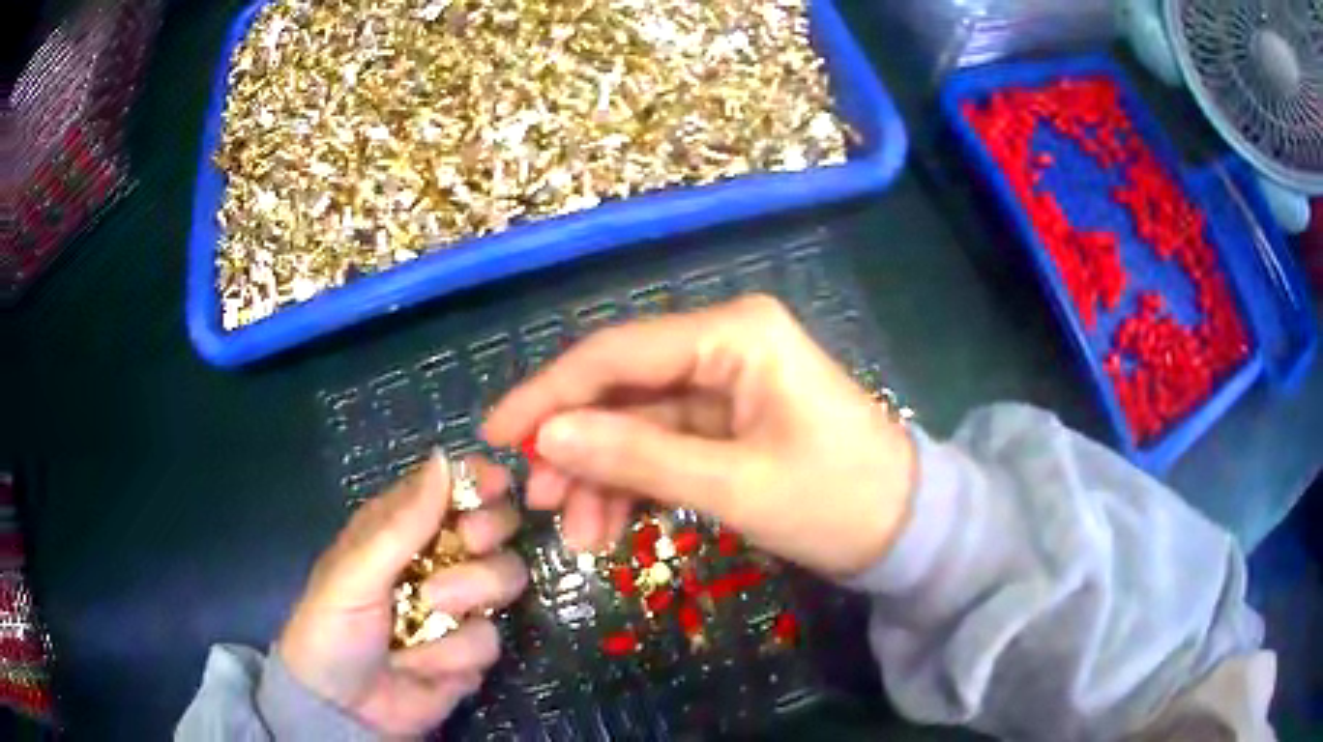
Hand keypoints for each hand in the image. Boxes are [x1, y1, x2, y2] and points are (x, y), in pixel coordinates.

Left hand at [277, 453, 527, 736]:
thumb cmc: (332, 627)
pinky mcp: (472, 652)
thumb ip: (402, 523)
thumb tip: (444, 457)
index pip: (450, 487)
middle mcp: (437, 561)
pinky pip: (490, 638)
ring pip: (503, 579)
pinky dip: (455, 654)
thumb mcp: (356, 572)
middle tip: (467, 543)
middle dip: (486, 533)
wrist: (342, 708)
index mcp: (400, 530)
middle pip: (493, 526)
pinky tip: (420, 665)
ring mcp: (460, 607)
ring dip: (467, 596)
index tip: (498, 484)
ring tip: (428, 613)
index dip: (478, 480)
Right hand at [484, 295, 915, 577]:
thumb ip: (638, 457)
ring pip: (639, 424)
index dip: (550, 394)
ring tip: (583, 538)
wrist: (908, 531)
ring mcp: (728, 384)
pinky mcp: (732, 422)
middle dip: (578, 448)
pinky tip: (614, 528)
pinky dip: (636, 486)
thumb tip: (549, 438)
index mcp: (735, 334)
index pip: (617, 353)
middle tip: (541, 503)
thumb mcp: (735, 486)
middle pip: (623, 389)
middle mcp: (726, 343)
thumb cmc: (837, 502)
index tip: (496, 433)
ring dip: (604, 477)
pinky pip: (665, 447)